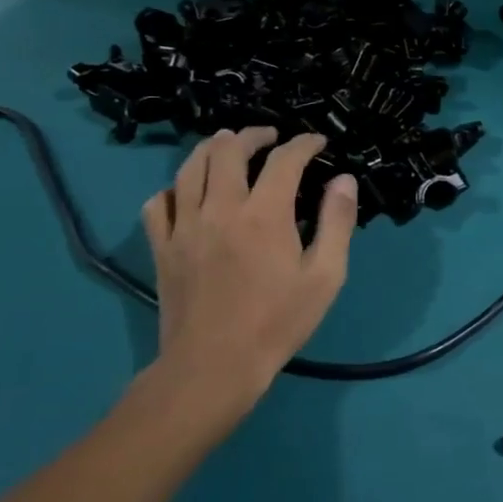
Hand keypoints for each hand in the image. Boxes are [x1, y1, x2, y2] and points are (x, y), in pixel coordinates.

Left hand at [138, 128, 356, 423]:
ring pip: (189, 167)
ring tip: (228, 146)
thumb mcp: (326, 276)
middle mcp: (220, 209)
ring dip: (212, 148)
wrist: (214, 366)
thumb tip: (343, 180)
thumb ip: (336, 222)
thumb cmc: (278, 321)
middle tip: (271, 137)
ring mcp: (184, 227)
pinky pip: (159, 202)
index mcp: (264, 215)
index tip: (318, 142)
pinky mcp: (161, 247)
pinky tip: (190, 193)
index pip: (284, 159)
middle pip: (227, 150)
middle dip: (253, 135)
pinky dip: (176, 187)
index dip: (304, 144)